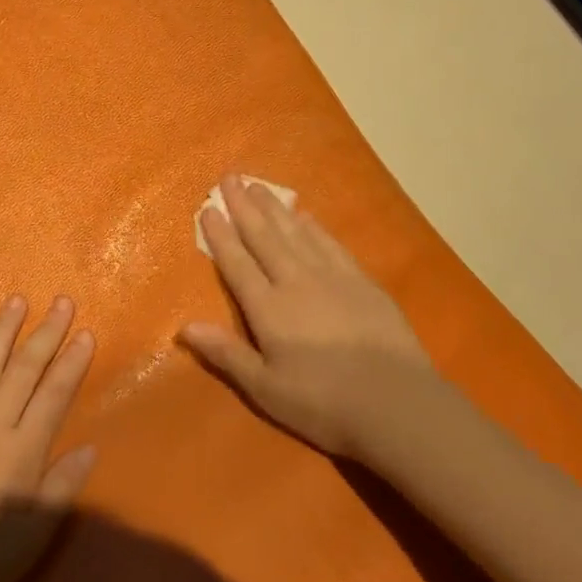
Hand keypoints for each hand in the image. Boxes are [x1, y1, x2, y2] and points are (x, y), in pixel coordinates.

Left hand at [0, 295, 97, 581]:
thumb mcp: (31, 539)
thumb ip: (60, 489)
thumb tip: (90, 447)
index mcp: (20, 451)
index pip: (54, 396)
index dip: (72, 363)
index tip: (86, 332)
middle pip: (22, 371)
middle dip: (45, 334)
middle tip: (62, 301)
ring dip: (0, 333)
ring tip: (16, 300)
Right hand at [179, 174, 442, 459]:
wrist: (396, 403)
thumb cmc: (323, 403)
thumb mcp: (265, 388)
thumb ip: (226, 353)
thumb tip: (184, 326)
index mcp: (268, 308)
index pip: (237, 263)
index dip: (220, 235)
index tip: (208, 208)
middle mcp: (296, 282)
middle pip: (265, 237)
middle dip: (245, 207)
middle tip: (231, 178)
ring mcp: (332, 277)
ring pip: (296, 233)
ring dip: (275, 209)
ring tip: (260, 187)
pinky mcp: (362, 282)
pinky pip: (330, 244)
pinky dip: (314, 227)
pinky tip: (306, 216)